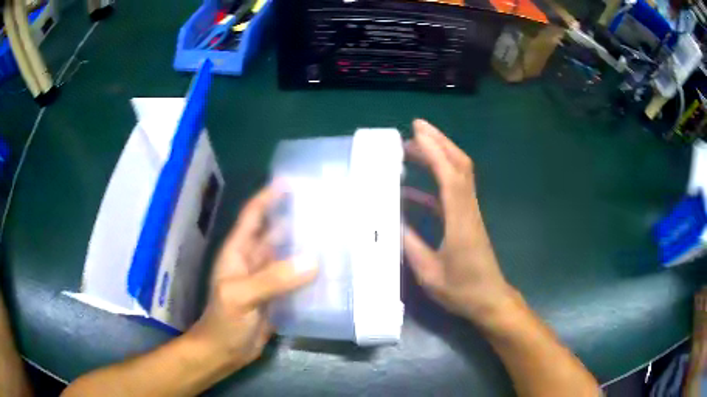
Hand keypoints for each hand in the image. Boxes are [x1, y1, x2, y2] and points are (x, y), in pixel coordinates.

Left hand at [187, 186, 316, 370]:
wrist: (225, 352)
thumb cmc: (224, 322)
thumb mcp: (241, 297)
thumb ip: (273, 279)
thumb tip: (313, 260)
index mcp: (238, 252)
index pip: (253, 216)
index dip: (268, 197)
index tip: (291, 182)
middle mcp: (252, 261)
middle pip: (274, 232)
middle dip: (294, 218)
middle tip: (324, 208)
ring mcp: (266, 280)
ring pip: (287, 255)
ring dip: (305, 245)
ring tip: (333, 234)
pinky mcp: (277, 297)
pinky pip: (295, 278)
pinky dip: (310, 272)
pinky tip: (330, 269)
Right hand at [404, 119, 514, 324]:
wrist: (489, 300)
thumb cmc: (462, 290)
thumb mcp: (429, 273)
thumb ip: (411, 246)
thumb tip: (392, 221)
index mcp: (460, 221)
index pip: (450, 176)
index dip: (435, 151)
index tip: (417, 131)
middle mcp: (468, 210)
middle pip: (460, 165)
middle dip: (440, 142)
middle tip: (415, 128)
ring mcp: (469, 213)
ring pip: (458, 174)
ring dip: (438, 156)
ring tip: (412, 149)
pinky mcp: (467, 219)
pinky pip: (452, 193)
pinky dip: (434, 183)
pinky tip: (412, 190)